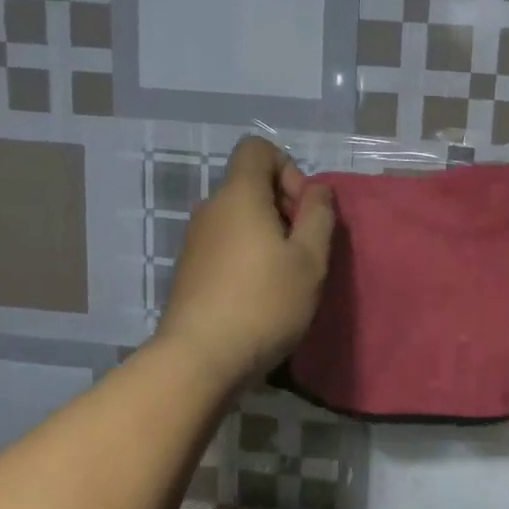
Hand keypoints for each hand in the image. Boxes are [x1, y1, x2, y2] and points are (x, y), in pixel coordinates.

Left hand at [153, 136, 336, 389]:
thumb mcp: (310, 259)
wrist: (199, 359)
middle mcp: (210, 208)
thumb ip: (319, 214)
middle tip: (303, 249)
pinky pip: (225, 243)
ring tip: (285, 276)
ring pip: (238, 217)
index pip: (257, 149)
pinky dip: (246, 254)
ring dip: (267, 234)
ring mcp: (195, 239)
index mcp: (239, 195)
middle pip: (250, 184)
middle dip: (283, 206)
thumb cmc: (264, 303)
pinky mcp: (189, 269)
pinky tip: (259, 294)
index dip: (288, 169)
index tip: (302, 210)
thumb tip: (317, 190)